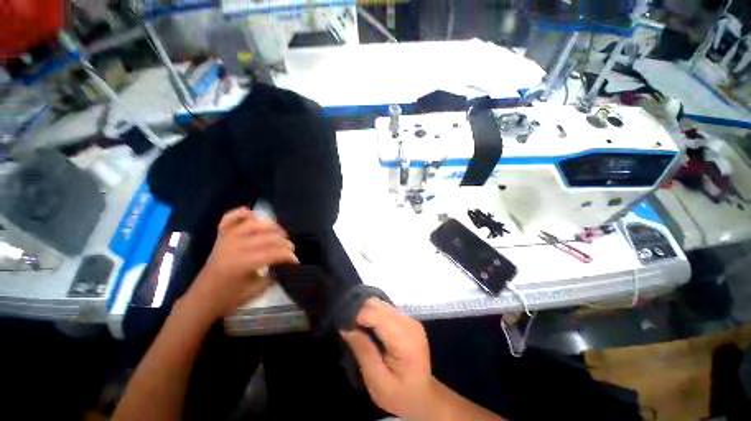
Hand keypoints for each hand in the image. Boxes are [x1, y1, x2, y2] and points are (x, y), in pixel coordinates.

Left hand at [185, 207, 297, 320]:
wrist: (202, 299)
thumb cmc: (228, 298)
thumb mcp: (256, 290)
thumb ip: (273, 275)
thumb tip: (285, 264)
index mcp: (242, 263)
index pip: (273, 253)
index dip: (288, 256)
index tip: (296, 261)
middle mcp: (235, 247)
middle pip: (268, 237)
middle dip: (284, 242)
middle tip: (290, 250)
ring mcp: (226, 239)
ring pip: (254, 223)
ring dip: (271, 227)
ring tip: (280, 234)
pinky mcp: (221, 237)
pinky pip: (230, 218)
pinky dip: (242, 214)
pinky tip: (254, 215)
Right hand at [341, 298, 436, 420]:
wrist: (423, 397)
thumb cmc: (400, 395)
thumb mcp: (378, 382)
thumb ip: (363, 352)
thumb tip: (346, 328)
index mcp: (405, 339)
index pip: (376, 315)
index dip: (358, 316)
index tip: (345, 328)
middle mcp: (409, 323)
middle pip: (378, 305)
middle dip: (360, 312)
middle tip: (348, 329)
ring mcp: (410, 319)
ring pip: (381, 304)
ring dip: (366, 312)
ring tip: (357, 328)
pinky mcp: (407, 319)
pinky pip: (386, 309)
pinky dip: (374, 314)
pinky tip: (369, 328)